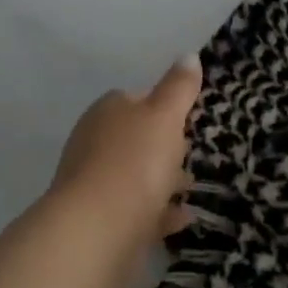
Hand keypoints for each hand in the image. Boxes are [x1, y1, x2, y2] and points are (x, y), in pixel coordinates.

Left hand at [52, 55, 202, 239]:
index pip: (136, 98)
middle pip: (134, 138)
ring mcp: (94, 184)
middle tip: (194, 152)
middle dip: (163, 145)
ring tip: (193, 187)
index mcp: (107, 111)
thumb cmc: (134, 161)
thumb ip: (178, 87)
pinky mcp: (100, 222)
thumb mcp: (165, 115)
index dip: (163, 105)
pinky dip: (158, 212)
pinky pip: (136, 211)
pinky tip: (182, 218)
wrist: (96, 231)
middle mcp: (94, 143)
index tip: (188, 117)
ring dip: (162, 180)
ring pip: (135, 175)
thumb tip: (189, 55)